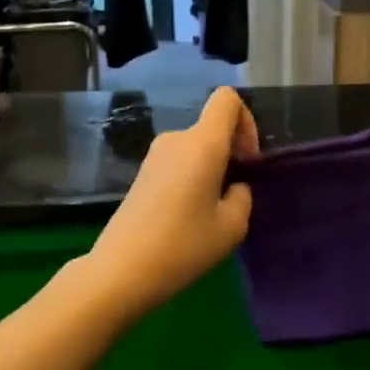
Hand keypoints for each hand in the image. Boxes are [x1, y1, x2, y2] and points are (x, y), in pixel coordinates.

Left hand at [84, 86, 258, 316]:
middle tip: (235, 195)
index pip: (227, 99)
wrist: (121, 270)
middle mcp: (176, 139)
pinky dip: (192, 179)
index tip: (248, 161)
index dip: (247, 122)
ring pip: (196, 148)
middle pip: (212, 127)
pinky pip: (178, 163)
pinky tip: (189, 217)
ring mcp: (154, 156)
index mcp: (202, 143)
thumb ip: (242, 196)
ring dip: (212, 169)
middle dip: (231, 152)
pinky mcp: (142, 175)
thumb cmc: (183, 245)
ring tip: (212, 212)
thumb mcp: (232, 226)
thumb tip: (233, 187)